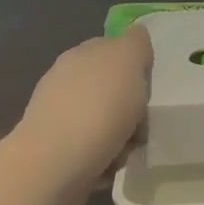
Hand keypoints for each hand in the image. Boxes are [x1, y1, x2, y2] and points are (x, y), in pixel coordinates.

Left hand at [12, 27, 152, 192]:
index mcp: (81, 55)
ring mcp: (58, 118)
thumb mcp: (126, 60)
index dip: (135, 66)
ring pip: (105, 123)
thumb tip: (136, 35)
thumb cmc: (97, 108)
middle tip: (141, 122)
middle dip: (131, 107)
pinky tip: (110, 168)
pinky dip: (106, 160)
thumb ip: (135, 44)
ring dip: (121, 137)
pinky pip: (95, 153)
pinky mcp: (57, 154)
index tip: (148, 86)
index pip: (113, 50)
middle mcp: (66, 82)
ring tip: (127, 151)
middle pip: (111, 90)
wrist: (54, 166)